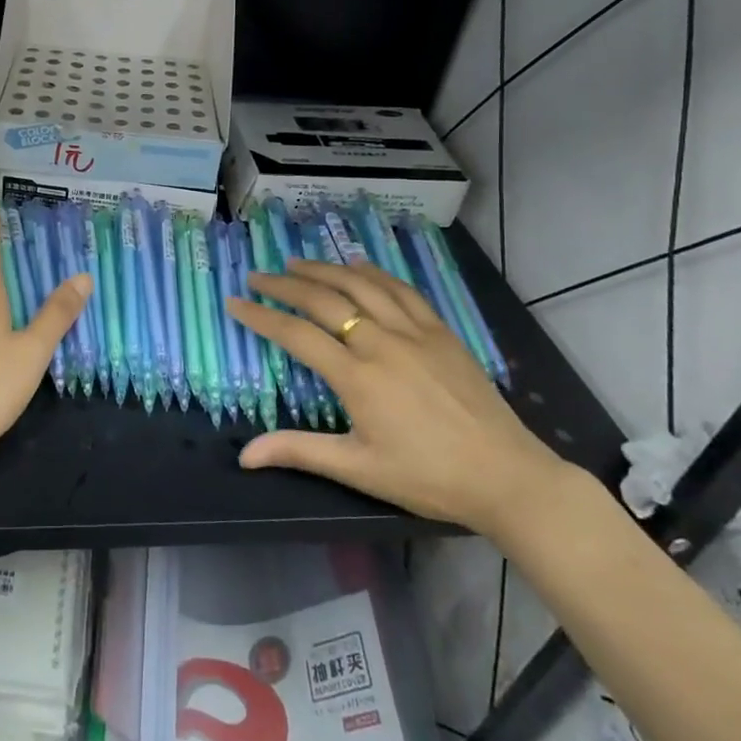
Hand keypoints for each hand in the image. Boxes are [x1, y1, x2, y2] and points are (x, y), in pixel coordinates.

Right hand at [228, 258, 569, 537]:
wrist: (506, 475)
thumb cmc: (428, 477)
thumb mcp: (359, 469)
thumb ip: (300, 451)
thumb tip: (245, 455)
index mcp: (358, 377)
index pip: (296, 335)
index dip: (261, 317)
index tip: (234, 302)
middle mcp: (381, 343)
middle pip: (325, 300)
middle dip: (285, 285)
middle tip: (258, 275)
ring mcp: (414, 332)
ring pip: (362, 285)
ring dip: (325, 269)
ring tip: (297, 263)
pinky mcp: (441, 332)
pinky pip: (402, 290)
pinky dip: (375, 273)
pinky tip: (360, 266)